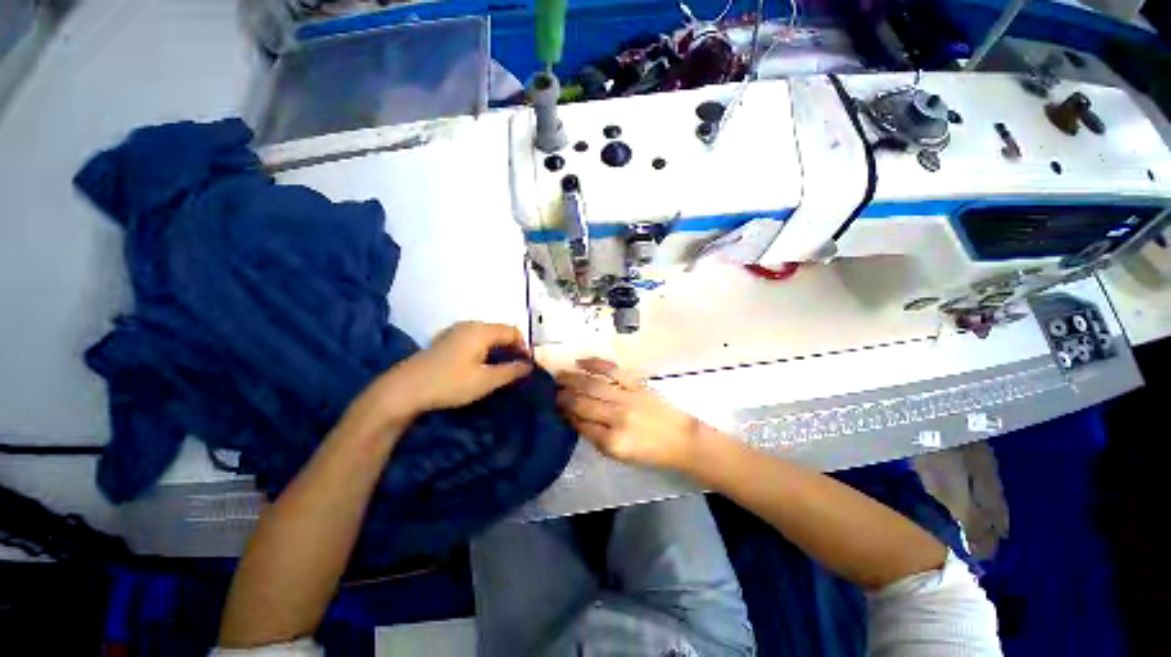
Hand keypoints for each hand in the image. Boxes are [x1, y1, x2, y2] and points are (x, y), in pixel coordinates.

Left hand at [344, 322, 531, 436]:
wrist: (405, 389)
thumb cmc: (450, 383)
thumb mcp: (485, 381)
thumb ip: (511, 371)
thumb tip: (529, 365)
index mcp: (482, 331)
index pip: (513, 332)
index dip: (524, 347)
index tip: (527, 365)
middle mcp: (470, 325)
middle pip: (500, 331)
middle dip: (512, 347)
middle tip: (516, 368)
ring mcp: (455, 331)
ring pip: (486, 335)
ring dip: (498, 349)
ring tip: (501, 367)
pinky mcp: (445, 340)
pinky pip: (473, 339)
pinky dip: (484, 349)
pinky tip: (479, 364)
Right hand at [556, 358, 702, 469]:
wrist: (680, 439)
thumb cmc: (649, 452)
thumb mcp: (620, 455)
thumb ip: (596, 437)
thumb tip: (574, 419)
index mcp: (612, 441)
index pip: (580, 423)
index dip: (564, 414)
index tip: (553, 406)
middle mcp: (616, 416)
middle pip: (582, 402)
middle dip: (563, 396)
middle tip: (550, 390)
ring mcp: (626, 397)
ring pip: (593, 384)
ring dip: (573, 378)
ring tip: (559, 375)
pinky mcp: (636, 383)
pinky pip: (612, 370)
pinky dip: (595, 363)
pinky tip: (581, 361)